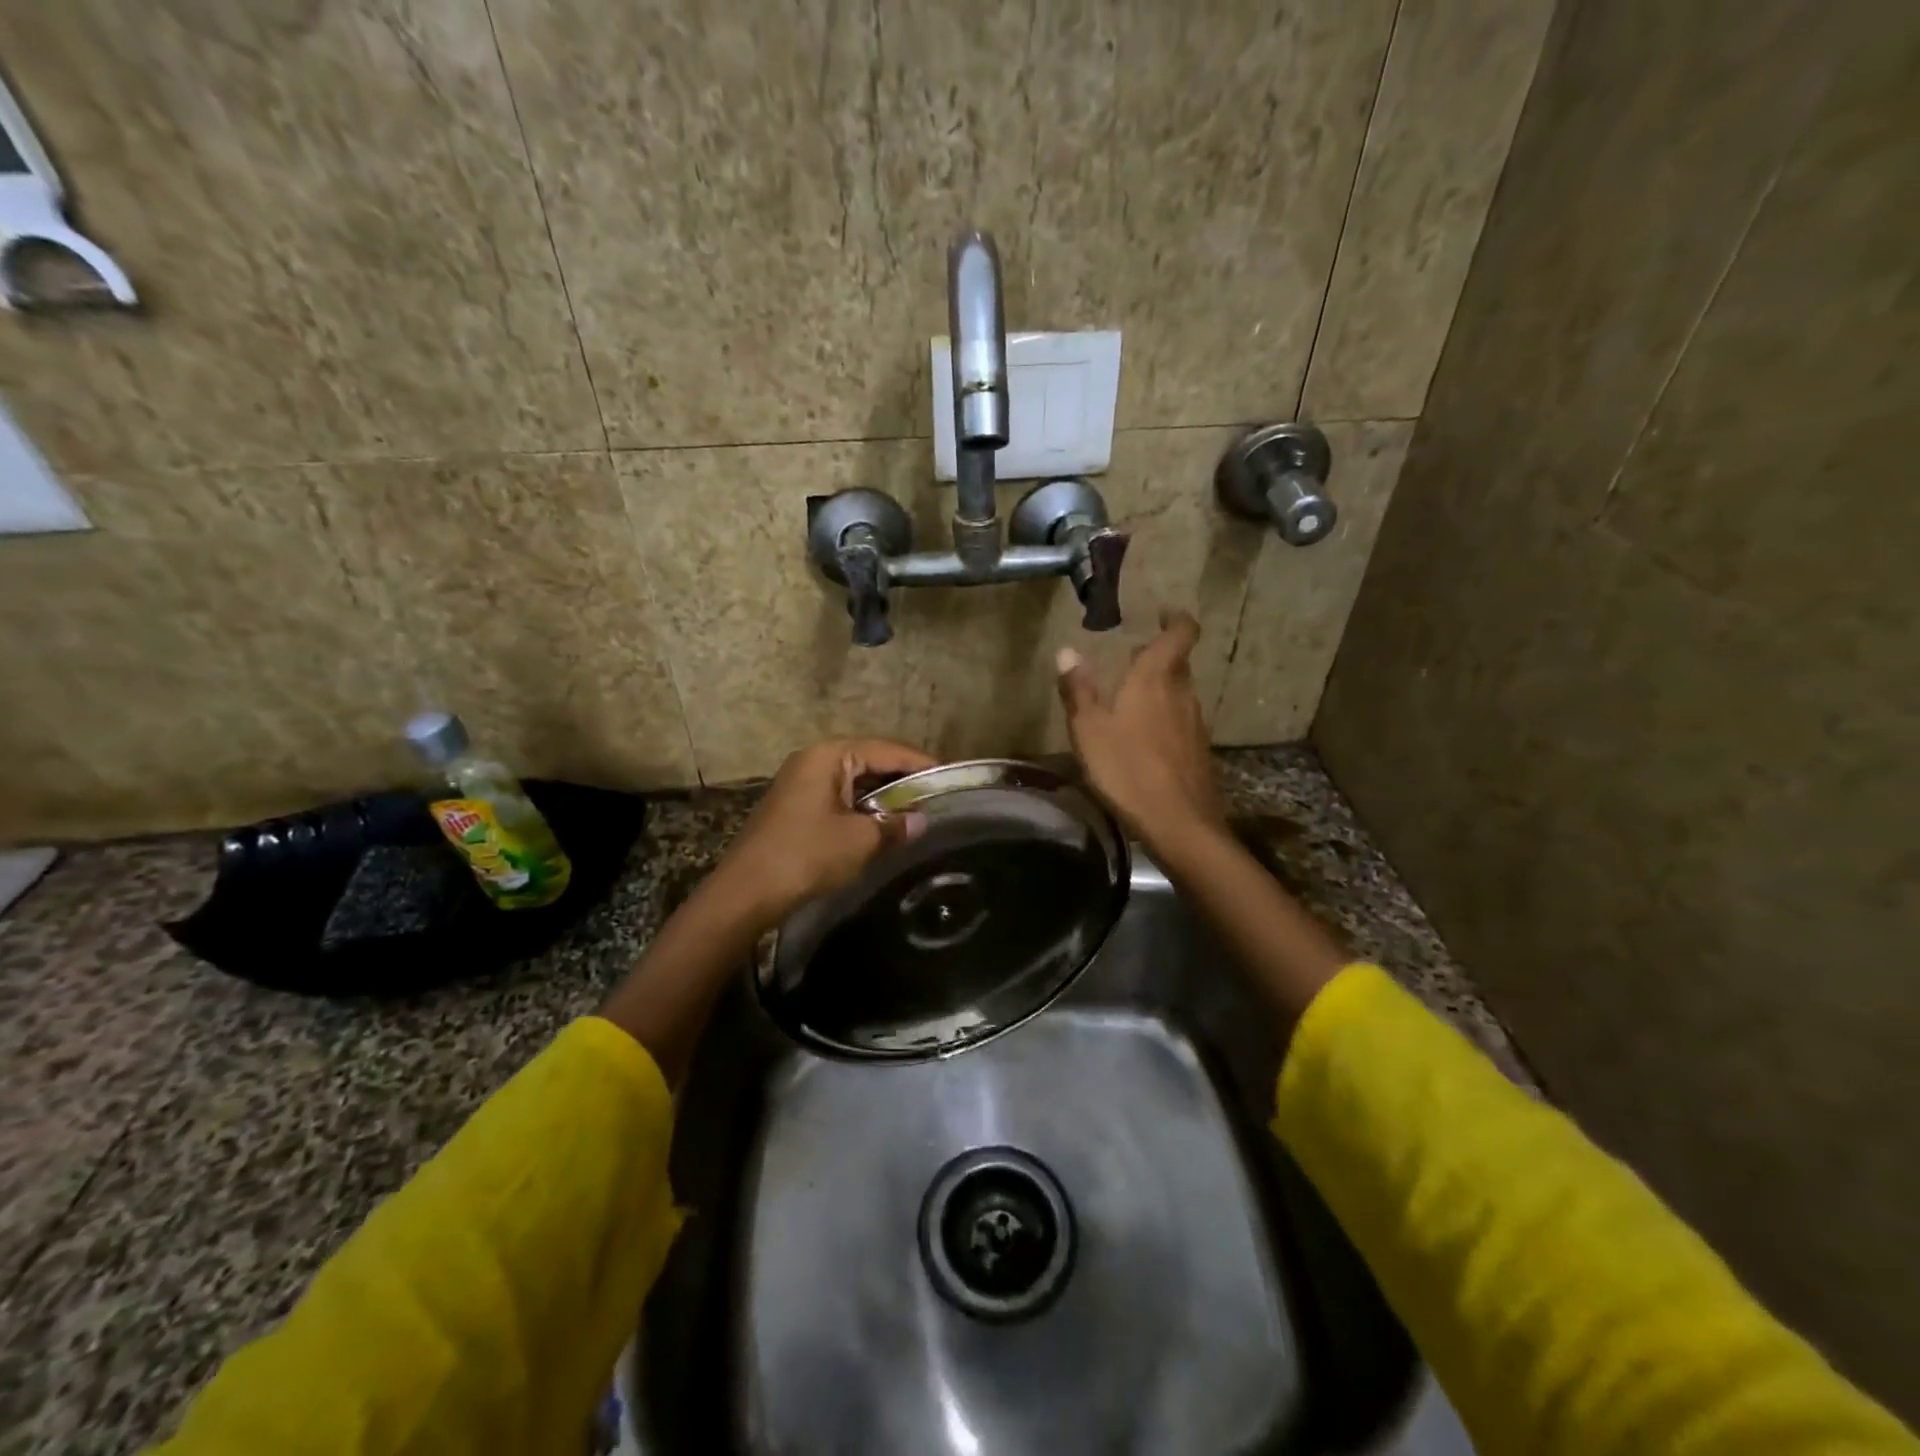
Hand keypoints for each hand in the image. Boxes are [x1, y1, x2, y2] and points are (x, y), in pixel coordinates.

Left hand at [712, 737, 935, 927]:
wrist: (745, 893)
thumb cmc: (806, 855)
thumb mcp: (860, 841)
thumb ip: (895, 826)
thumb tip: (921, 821)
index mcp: (829, 755)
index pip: (887, 749)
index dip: (920, 763)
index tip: (950, 776)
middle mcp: (814, 759)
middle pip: (870, 760)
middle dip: (903, 779)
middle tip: (937, 796)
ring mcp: (801, 782)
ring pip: (855, 781)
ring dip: (883, 796)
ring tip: (917, 810)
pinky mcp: (796, 806)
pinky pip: (840, 797)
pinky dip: (863, 808)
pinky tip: (882, 825)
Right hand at [1057, 611, 1226, 852]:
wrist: (1179, 823)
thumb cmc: (1128, 769)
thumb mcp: (1089, 730)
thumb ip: (1078, 690)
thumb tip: (1067, 652)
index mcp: (1156, 679)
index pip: (1181, 633)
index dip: (1175, 619)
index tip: (1160, 614)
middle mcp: (1183, 693)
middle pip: (1177, 663)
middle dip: (1156, 656)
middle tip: (1130, 659)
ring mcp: (1195, 723)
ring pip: (1179, 692)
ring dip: (1159, 688)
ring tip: (1129, 699)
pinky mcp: (1198, 750)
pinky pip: (1180, 720)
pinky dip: (1163, 716)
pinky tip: (1143, 739)